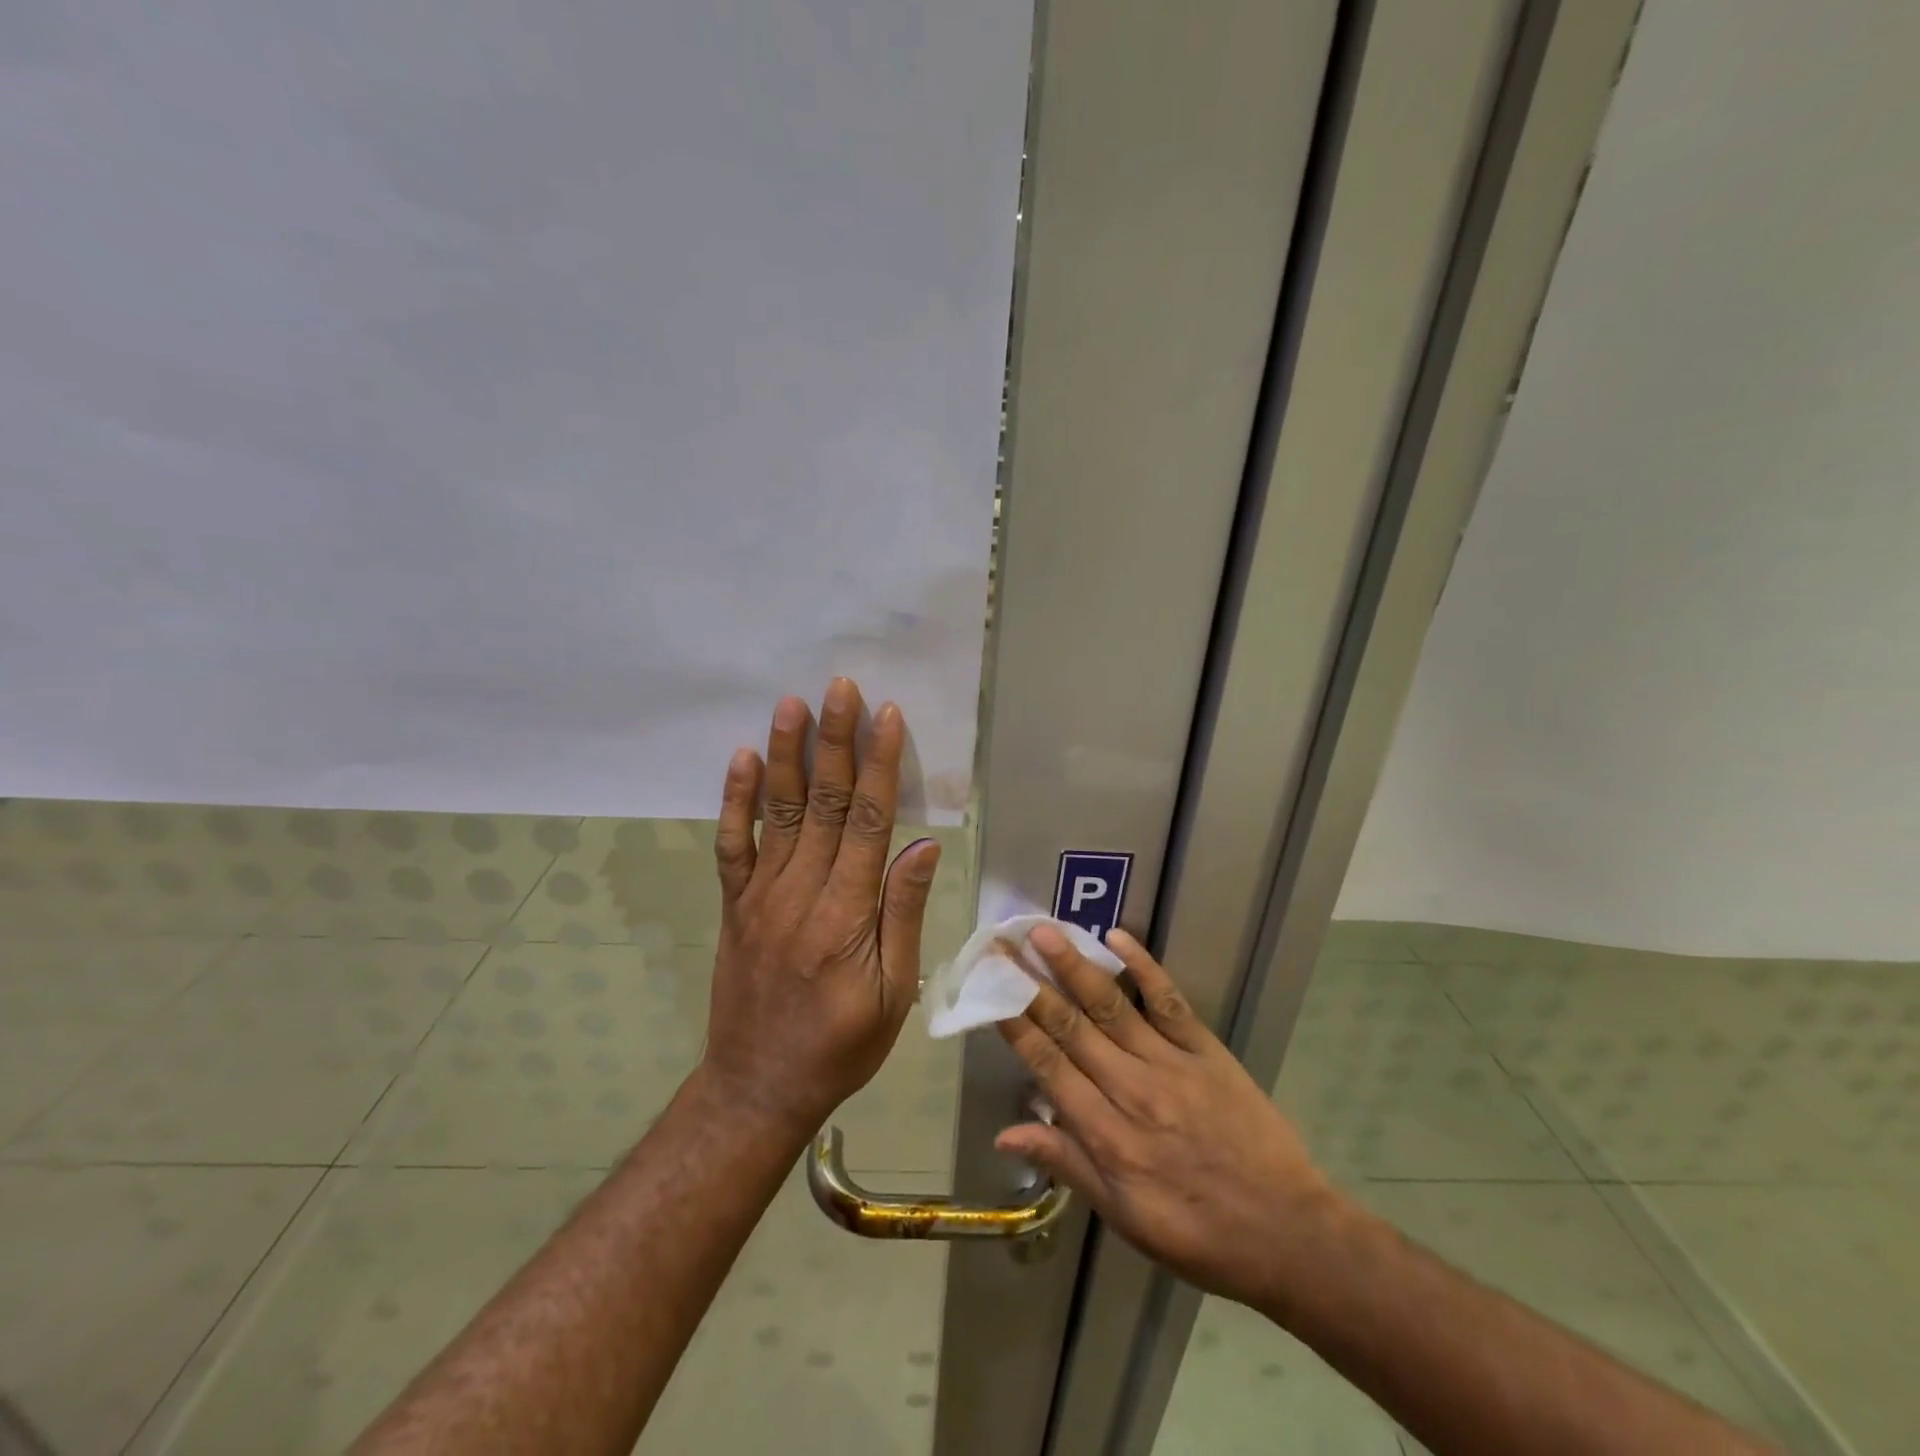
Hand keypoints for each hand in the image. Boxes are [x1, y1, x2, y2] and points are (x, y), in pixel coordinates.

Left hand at [703, 679, 940, 1138]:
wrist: (758, 1087)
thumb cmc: (841, 1045)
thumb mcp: (893, 993)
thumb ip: (902, 914)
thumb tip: (922, 846)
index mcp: (846, 914)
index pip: (869, 822)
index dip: (880, 765)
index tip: (887, 716)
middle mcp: (800, 892)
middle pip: (823, 803)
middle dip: (834, 741)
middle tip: (839, 687)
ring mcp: (760, 896)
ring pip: (776, 813)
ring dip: (784, 755)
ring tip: (791, 705)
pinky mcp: (734, 906)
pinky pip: (731, 846)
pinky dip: (733, 801)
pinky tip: (740, 760)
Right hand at [995, 925, 1334, 1310]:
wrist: (1288, 1233)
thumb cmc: (1197, 1233)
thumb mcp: (1124, 1217)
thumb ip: (1067, 1164)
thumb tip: (1005, 1133)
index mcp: (1107, 1136)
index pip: (1048, 1066)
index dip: (1013, 1023)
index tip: (989, 987)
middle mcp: (1132, 1090)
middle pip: (1071, 1027)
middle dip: (1030, 984)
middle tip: (1001, 945)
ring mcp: (1171, 1064)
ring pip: (1112, 1006)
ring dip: (1074, 966)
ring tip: (1043, 932)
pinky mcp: (1207, 1051)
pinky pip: (1169, 1001)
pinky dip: (1143, 967)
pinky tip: (1117, 938)